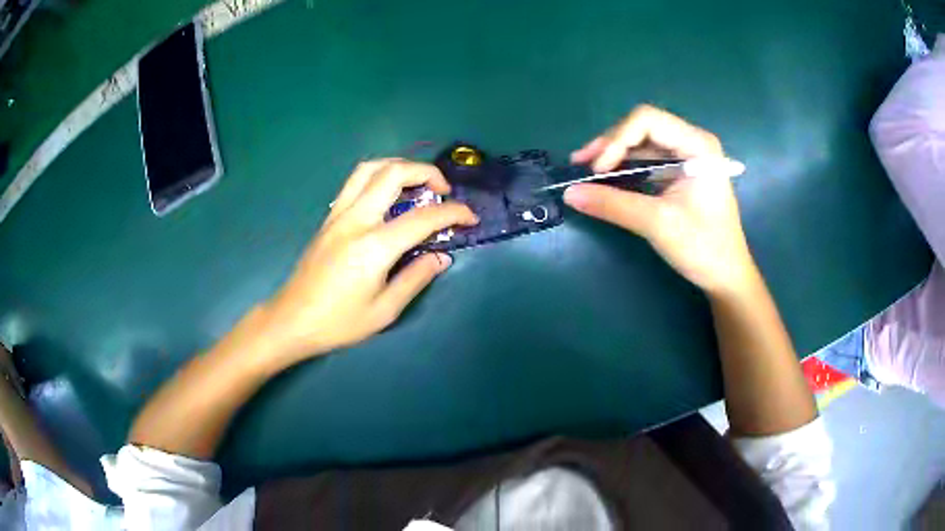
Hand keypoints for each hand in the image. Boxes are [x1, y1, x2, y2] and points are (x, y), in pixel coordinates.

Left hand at [256, 159, 478, 365]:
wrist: (292, 319)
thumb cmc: (339, 322)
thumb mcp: (384, 310)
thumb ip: (416, 278)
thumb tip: (441, 257)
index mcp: (374, 246)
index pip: (423, 218)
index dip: (453, 213)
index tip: (470, 217)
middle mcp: (356, 219)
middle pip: (393, 173)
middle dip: (426, 172)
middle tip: (443, 190)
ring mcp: (338, 214)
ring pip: (370, 168)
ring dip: (399, 166)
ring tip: (417, 183)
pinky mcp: (329, 218)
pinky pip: (355, 182)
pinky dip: (379, 176)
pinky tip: (388, 194)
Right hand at [563, 105, 757, 294]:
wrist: (726, 275)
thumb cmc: (703, 247)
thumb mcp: (658, 224)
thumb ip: (613, 204)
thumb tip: (569, 193)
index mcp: (697, 145)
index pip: (647, 120)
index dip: (616, 139)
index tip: (596, 169)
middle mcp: (692, 142)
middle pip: (642, 127)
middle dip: (610, 145)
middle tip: (580, 166)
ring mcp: (686, 157)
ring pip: (641, 143)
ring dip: (613, 155)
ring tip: (585, 172)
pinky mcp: (679, 173)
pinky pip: (646, 161)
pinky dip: (624, 168)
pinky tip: (605, 179)